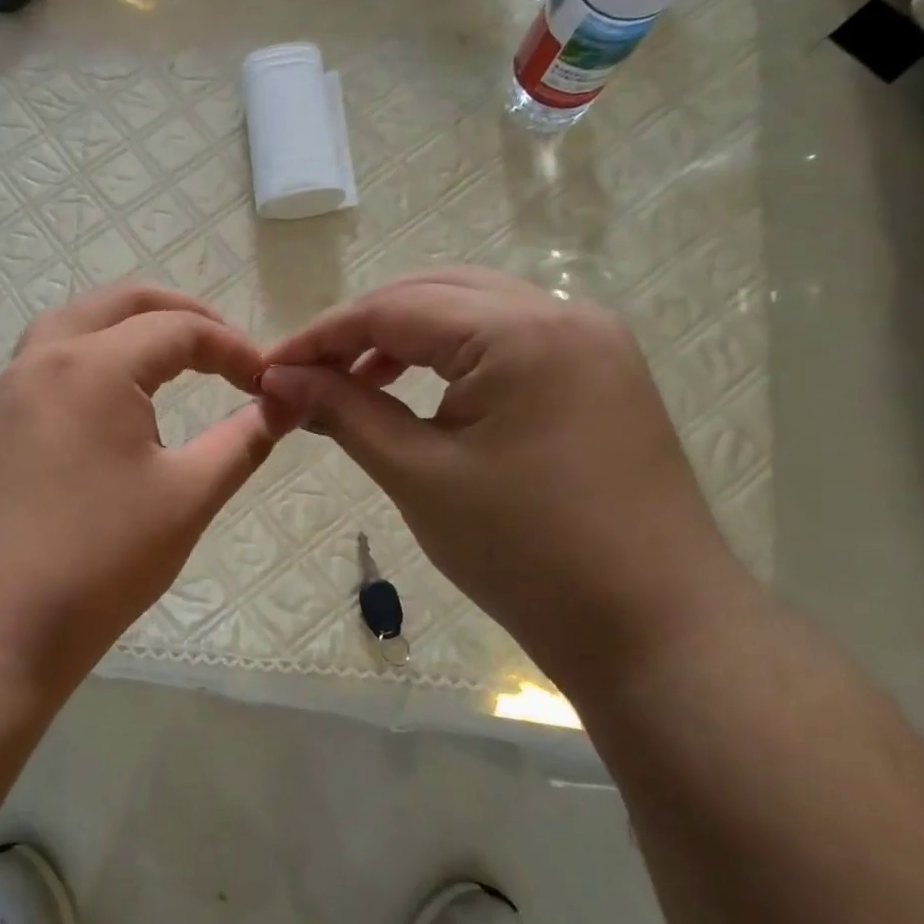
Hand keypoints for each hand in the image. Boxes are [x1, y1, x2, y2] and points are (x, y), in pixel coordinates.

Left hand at [0, 284, 287, 691]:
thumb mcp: (188, 497)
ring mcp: (9, 390)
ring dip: (127, 327)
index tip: (267, 382)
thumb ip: (244, 440)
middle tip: (225, 351)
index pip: (178, 329)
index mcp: (93, 366)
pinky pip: (45, 360)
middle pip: (120, 304)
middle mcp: (42, 359)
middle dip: (181, 315)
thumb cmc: (100, 562)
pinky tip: (112, 398)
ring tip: (171, 359)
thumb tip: (288, 403)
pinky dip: (90, 355)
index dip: (232, 348)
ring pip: (74, 323)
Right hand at [260, 269, 752, 686]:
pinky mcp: (600, 374)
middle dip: (361, 328)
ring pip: (473, 312)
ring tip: (355, 382)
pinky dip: (452, 356)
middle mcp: (564, 314)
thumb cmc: (526, 555)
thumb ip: (345, 411)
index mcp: (522, 332)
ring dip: (406, 338)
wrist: (654, 630)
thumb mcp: (418, 476)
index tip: (269, 368)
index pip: (395, 308)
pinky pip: (507, 342)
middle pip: (435, 294)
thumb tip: (278, 378)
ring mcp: (592, 341)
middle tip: (307, 373)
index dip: (322, 335)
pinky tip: (420, 391)